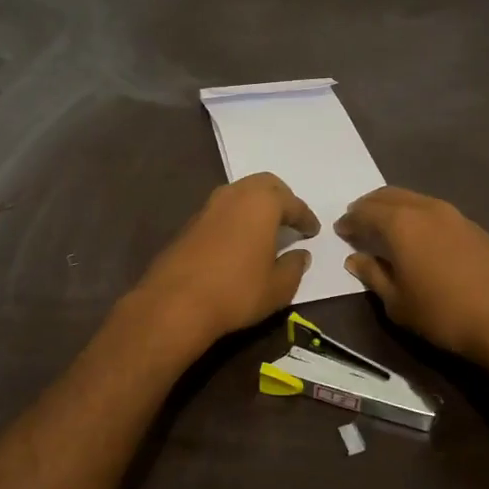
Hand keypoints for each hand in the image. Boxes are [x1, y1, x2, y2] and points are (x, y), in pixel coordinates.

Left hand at [130, 173, 318, 351]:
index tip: (313, 231)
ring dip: (256, 205)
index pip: (293, 203)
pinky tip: (240, 239)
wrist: (176, 303)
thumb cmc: (237, 292)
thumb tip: (301, 255)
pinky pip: (223, 210)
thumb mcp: (278, 287)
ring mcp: (209, 206)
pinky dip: (237, 217)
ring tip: (267, 228)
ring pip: (240, 193)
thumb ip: (294, 267)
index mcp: (262, 202)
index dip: (306, 218)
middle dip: (281, 199)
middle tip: (291, 219)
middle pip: (264, 185)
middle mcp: (235, 194)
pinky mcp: (190, 222)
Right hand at [337, 186, 488, 371]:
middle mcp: (425, 209)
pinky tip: (418, 238)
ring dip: (394, 209)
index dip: (349, 221)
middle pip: (389, 196)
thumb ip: (374, 276)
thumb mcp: (398, 303)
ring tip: (385, 228)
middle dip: (369, 206)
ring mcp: (454, 214)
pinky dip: (416, 217)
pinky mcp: (474, 226)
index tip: (340, 230)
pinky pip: (434, 211)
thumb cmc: (445, 314)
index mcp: (400, 224)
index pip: (364, 212)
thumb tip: (356, 259)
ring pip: (414, 200)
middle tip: (358, 221)